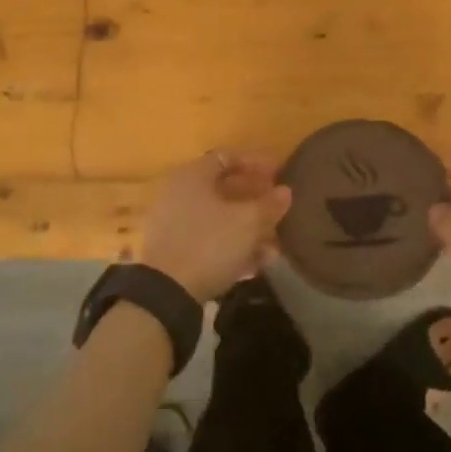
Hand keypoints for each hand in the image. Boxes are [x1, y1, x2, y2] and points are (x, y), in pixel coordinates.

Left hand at [139, 150, 291, 302]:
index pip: (227, 156)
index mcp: (193, 176)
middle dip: (254, 199)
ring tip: (273, 246)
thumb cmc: (210, 244)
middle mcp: (178, 193)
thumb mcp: (248, 223)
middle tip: (278, 207)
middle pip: (223, 188)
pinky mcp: (173, 251)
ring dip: (247, 228)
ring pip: (218, 218)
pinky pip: (208, 240)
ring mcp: (173, 223)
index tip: (279, 173)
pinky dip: (231, 246)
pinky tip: (254, 265)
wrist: (166, 294)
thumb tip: (284, 191)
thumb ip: (269, 204)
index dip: (256, 163)